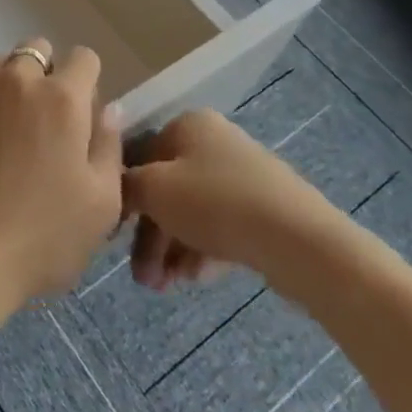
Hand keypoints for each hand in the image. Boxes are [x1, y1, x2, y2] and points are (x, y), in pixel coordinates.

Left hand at [0, 38, 124, 322]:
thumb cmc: (41, 238)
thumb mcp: (101, 205)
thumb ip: (109, 145)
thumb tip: (108, 108)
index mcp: (62, 98)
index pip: (83, 58)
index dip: (86, 82)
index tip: (78, 114)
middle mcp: (16, 78)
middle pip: (36, 50)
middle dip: (43, 75)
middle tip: (38, 121)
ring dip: (3, 85)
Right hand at [122, 110, 347, 303]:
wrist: (299, 241)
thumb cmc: (215, 203)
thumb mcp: (154, 190)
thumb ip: (125, 186)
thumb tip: (113, 187)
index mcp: (187, 125)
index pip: (140, 157)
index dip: (124, 196)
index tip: (115, 236)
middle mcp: (215, 142)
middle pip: (167, 189)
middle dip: (151, 237)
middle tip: (142, 278)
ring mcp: (243, 176)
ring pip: (193, 212)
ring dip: (172, 250)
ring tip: (166, 286)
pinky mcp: (265, 209)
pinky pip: (221, 227)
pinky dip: (203, 251)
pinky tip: (196, 279)